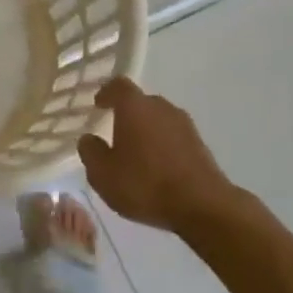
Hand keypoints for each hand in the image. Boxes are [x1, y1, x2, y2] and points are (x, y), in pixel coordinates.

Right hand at [78, 77, 235, 233]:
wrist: (203, 206)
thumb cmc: (145, 185)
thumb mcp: (103, 174)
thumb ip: (90, 152)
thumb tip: (89, 139)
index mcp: (134, 107)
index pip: (118, 86)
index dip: (106, 93)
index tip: (98, 105)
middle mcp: (161, 107)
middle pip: (140, 102)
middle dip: (127, 115)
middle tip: (115, 135)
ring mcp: (184, 124)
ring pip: (158, 120)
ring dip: (146, 132)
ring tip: (137, 156)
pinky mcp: (200, 144)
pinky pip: (173, 137)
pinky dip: (163, 146)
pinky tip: (158, 169)